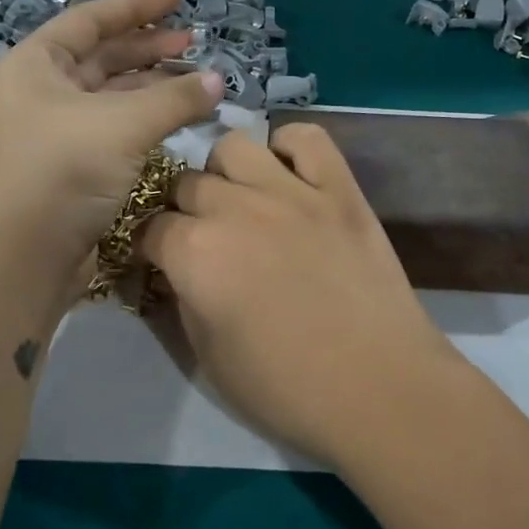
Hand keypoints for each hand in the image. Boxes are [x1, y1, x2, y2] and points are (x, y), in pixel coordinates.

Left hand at [0, 0, 223, 270]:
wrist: (25, 256)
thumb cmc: (65, 170)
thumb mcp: (125, 124)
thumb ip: (176, 98)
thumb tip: (220, 81)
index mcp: (37, 64)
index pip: (91, 20)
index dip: (137, 6)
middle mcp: (42, 92)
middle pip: (103, 57)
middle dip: (149, 48)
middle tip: (194, 42)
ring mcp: (56, 131)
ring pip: (113, 96)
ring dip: (153, 87)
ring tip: (198, 82)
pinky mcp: (73, 166)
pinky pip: (116, 128)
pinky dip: (147, 120)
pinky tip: (178, 119)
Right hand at [139, 123, 457, 468]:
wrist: (379, 389)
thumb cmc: (287, 389)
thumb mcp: (209, 357)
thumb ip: (183, 300)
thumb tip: (176, 272)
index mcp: (195, 254)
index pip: (149, 228)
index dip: (150, 247)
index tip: (161, 262)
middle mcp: (235, 208)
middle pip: (186, 183)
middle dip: (183, 209)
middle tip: (203, 238)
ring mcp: (292, 192)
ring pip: (235, 147)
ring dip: (226, 172)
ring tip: (241, 202)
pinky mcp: (340, 190)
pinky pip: (307, 138)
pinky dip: (290, 148)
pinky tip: (289, 176)